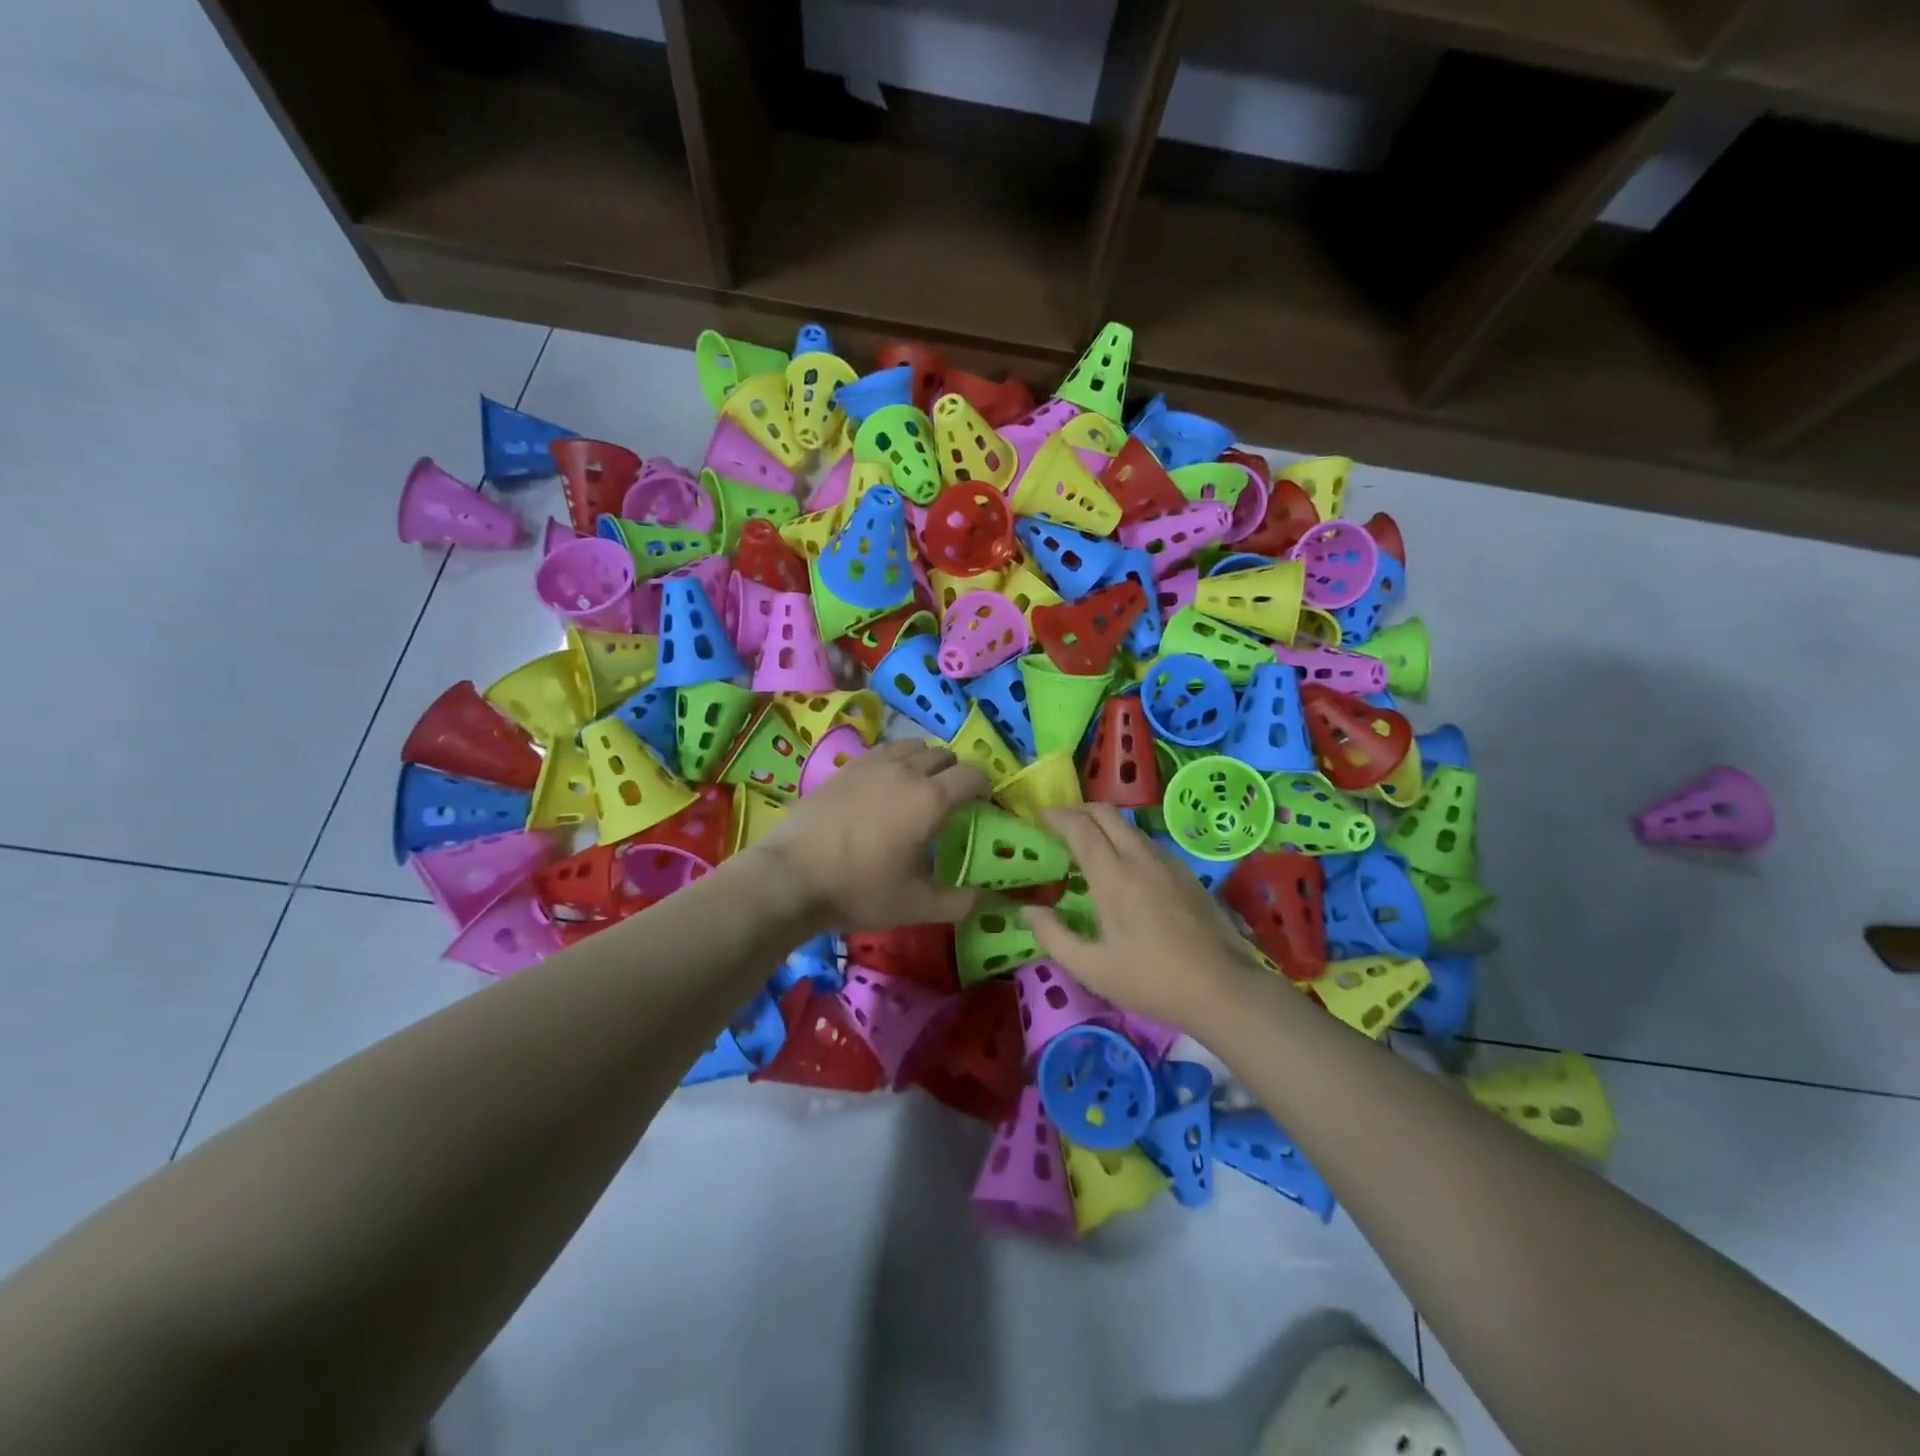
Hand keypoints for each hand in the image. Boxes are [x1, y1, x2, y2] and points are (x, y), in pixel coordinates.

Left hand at [749, 740, 990, 930]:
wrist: (791, 877)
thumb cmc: (860, 890)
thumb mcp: (916, 906)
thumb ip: (960, 902)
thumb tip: (989, 899)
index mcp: (931, 799)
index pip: (972, 775)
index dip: (985, 786)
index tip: (983, 803)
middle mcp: (906, 771)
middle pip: (943, 754)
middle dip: (954, 772)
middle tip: (951, 800)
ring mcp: (872, 765)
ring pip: (911, 746)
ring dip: (924, 761)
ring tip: (917, 788)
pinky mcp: (844, 768)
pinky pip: (881, 752)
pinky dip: (894, 762)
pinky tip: (883, 787)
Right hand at [1021, 803, 1259, 1026]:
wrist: (1224, 988)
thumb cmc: (1151, 980)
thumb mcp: (1091, 968)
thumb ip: (1053, 936)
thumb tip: (1027, 910)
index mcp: (1113, 876)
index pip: (1080, 826)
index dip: (1056, 816)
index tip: (1039, 818)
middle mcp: (1140, 857)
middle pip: (1105, 812)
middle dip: (1078, 810)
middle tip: (1058, 825)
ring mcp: (1167, 862)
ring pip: (1128, 825)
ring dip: (1102, 824)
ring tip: (1086, 845)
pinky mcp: (1185, 872)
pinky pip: (1146, 841)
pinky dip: (1124, 839)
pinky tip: (1122, 866)